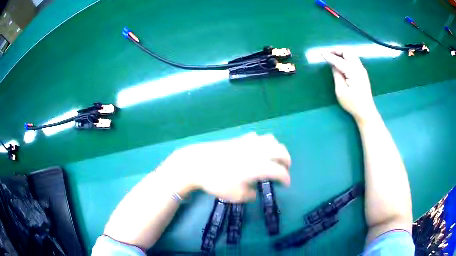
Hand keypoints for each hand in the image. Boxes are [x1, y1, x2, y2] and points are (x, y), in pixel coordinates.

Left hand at [157, 133, 290, 202]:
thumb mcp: (234, 195)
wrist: (197, 163)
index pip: (280, 171)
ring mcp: (248, 143)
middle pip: (280, 150)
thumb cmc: (216, 181)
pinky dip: (263, 143)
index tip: (285, 185)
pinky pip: (257, 137)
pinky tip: (257, 150)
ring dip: (277, 148)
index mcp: (258, 166)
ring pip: (271, 139)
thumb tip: (254, 192)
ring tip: (274, 158)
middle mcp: (257, 152)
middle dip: (286, 160)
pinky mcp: (239, 139)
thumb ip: (249, 195)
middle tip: (285, 169)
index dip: (286, 178)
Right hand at [321, 50, 378, 122]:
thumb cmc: (352, 103)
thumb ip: (337, 75)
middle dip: (336, 50)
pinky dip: (346, 57)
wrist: (366, 111)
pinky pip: (354, 59)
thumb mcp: (341, 91)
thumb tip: (333, 65)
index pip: (339, 60)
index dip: (329, 56)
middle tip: (327, 53)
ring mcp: (362, 70)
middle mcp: (359, 68)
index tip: (321, 53)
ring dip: (342, 53)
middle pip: (347, 52)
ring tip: (333, 56)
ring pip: (352, 54)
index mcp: (353, 72)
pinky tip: (341, 62)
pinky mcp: (362, 73)